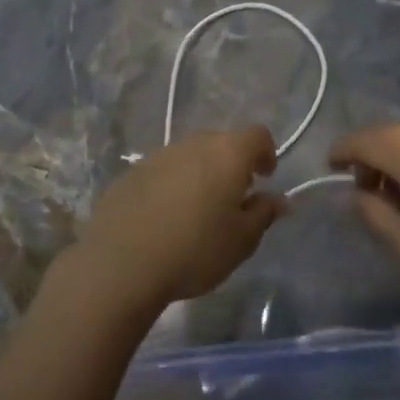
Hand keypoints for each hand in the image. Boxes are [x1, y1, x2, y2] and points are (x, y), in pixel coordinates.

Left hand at [65, 127, 287, 314]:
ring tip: (197, 211)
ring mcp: (158, 156)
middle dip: (232, 164)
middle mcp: (193, 144)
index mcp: (227, 153)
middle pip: (221, 142)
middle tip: (233, 198)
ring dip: (199, 174)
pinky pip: (162, 171)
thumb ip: (264, 214)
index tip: (264, 179)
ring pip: (189, 156)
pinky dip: (171, 186)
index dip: (266, 153)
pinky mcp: (131, 173)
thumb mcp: (242, 240)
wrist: (121, 263)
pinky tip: (164, 219)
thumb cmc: (195, 250)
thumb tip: (277, 199)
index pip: (257, 135)